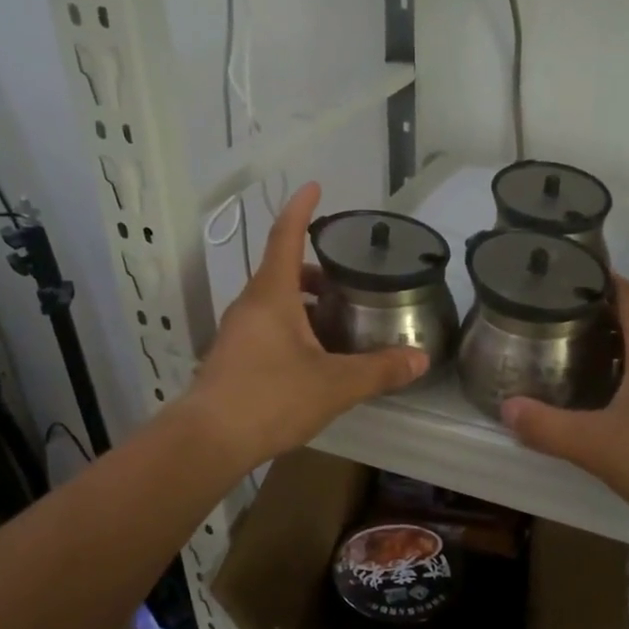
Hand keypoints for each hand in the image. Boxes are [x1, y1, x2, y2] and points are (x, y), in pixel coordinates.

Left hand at [181, 183, 426, 472]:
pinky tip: (317, 358)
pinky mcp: (234, 358)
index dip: (301, 210)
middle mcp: (251, 306)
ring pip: (276, 303)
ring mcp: (238, 333)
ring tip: (340, 322)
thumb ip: (379, 369)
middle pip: (284, 272)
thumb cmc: (270, 398)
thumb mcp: (335, 384)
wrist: (208, 441)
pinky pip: (268, 328)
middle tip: (350, 279)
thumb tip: (420, 359)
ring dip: (307, 304)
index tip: (314, 186)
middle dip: (317, 270)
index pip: (286, 237)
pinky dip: (295, 328)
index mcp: (272, 295)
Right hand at [500, 279, 628, 540]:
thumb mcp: (597, 446)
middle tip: (557, 322)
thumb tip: (506, 409)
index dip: (593, 282)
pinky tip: (621, 393)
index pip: (625, 291)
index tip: (558, 284)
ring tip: (581, 353)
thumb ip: (547, 426)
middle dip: (600, 313)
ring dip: (623, 342)